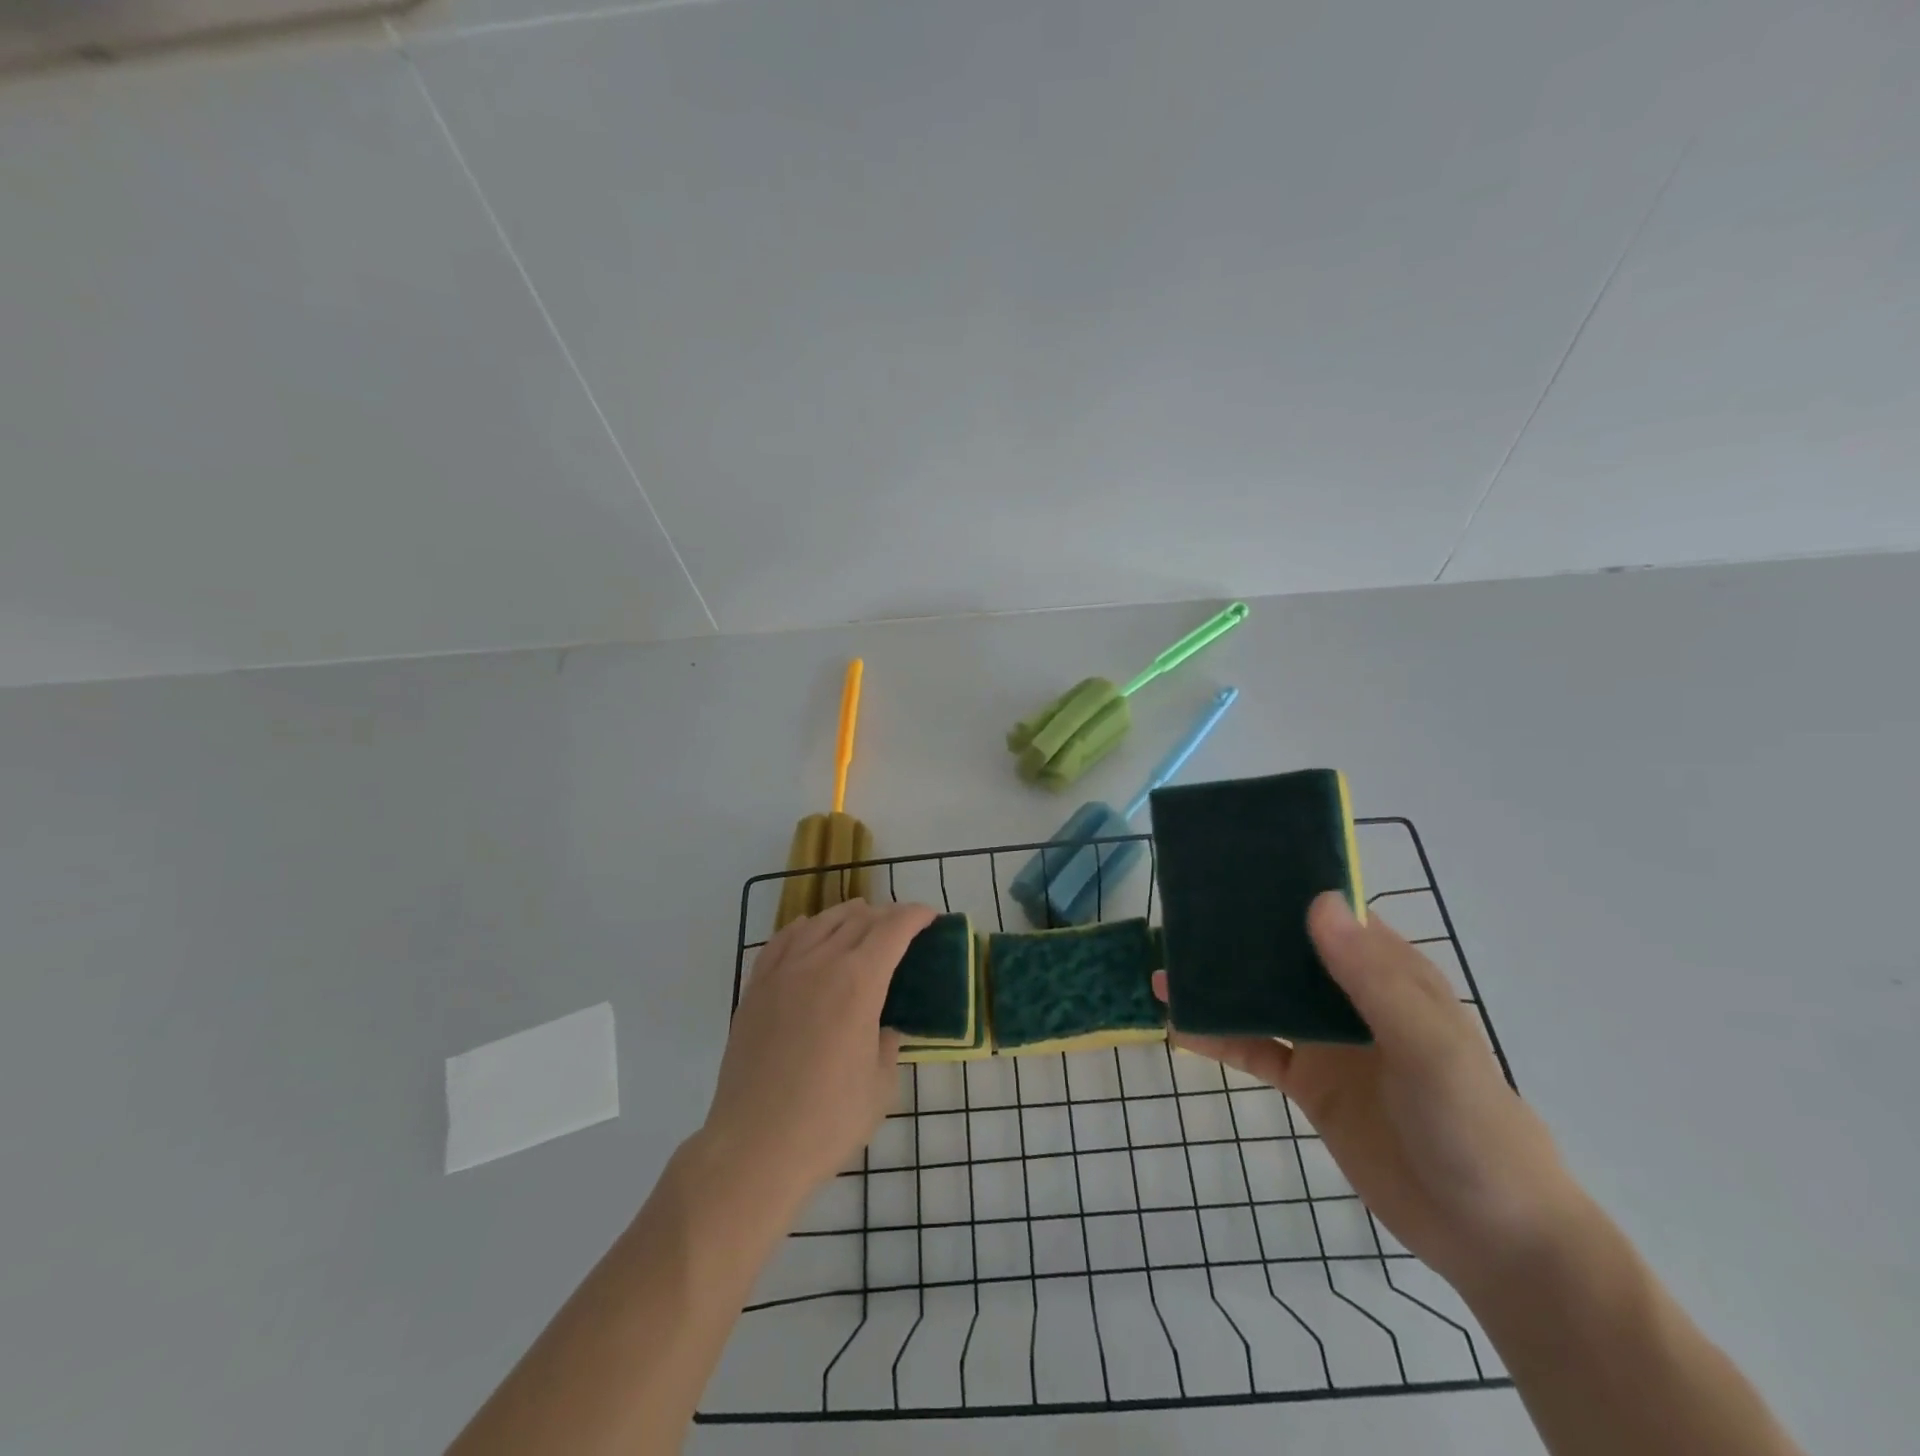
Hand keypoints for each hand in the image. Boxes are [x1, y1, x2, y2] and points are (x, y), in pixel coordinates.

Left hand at [698, 899, 933, 1214]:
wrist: (754, 1147)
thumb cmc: (828, 1121)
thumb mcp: (880, 1086)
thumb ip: (888, 1046)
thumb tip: (883, 1031)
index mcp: (859, 982)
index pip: (893, 930)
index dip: (915, 916)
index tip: (930, 916)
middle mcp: (820, 964)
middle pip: (858, 920)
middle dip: (886, 915)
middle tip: (902, 924)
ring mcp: (783, 973)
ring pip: (819, 923)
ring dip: (846, 916)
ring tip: (861, 919)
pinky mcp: (755, 989)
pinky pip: (781, 942)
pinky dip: (802, 928)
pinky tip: (808, 930)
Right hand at [1157, 892, 1582, 1297]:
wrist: (1491, 1239)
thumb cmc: (1473, 1128)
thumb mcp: (1428, 1049)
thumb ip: (1372, 979)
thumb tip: (1317, 902)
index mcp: (1390, 974)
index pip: (1333, 914)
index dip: (1288, 888)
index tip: (1232, 867)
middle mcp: (1353, 998)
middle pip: (1287, 952)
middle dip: (1238, 934)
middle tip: (1178, 916)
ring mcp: (1328, 1041)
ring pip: (1263, 998)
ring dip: (1219, 985)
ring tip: (1163, 971)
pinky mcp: (1309, 1083)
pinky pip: (1254, 1050)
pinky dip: (1218, 1038)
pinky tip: (1178, 1028)